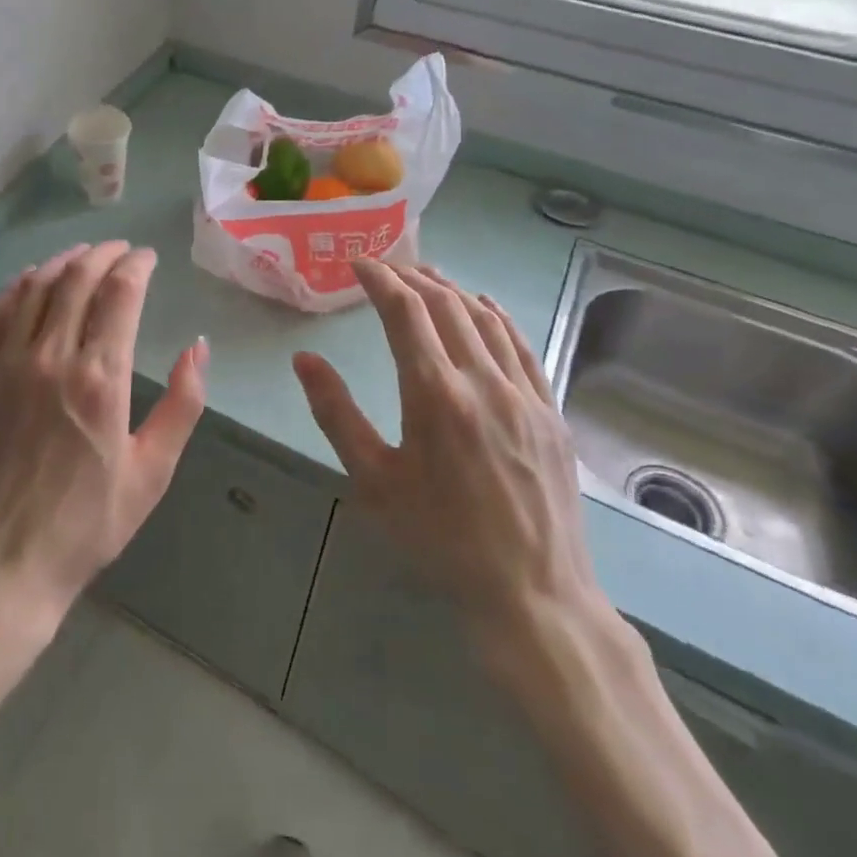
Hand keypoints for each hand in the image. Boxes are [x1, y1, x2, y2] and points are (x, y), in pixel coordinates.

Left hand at [0, 242, 208, 637]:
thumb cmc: (85, 525)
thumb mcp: (152, 473)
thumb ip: (182, 404)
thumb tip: (198, 346)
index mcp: (101, 379)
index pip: (120, 293)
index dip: (137, 265)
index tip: (149, 259)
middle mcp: (52, 357)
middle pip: (78, 278)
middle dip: (104, 254)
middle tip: (121, 250)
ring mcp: (8, 363)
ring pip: (36, 287)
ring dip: (63, 262)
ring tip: (83, 254)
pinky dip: (16, 285)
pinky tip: (30, 279)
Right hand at [292, 260, 605, 658]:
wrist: (533, 594)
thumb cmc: (440, 540)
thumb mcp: (373, 481)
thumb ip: (336, 413)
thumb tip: (305, 359)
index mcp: (435, 394)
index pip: (405, 312)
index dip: (380, 279)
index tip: (359, 262)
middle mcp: (483, 381)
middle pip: (446, 305)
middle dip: (412, 277)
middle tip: (386, 267)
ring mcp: (525, 394)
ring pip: (486, 319)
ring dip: (452, 290)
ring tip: (426, 277)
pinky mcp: (550, 412)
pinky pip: (521, 346)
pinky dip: (496, 317)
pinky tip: (484, 308)